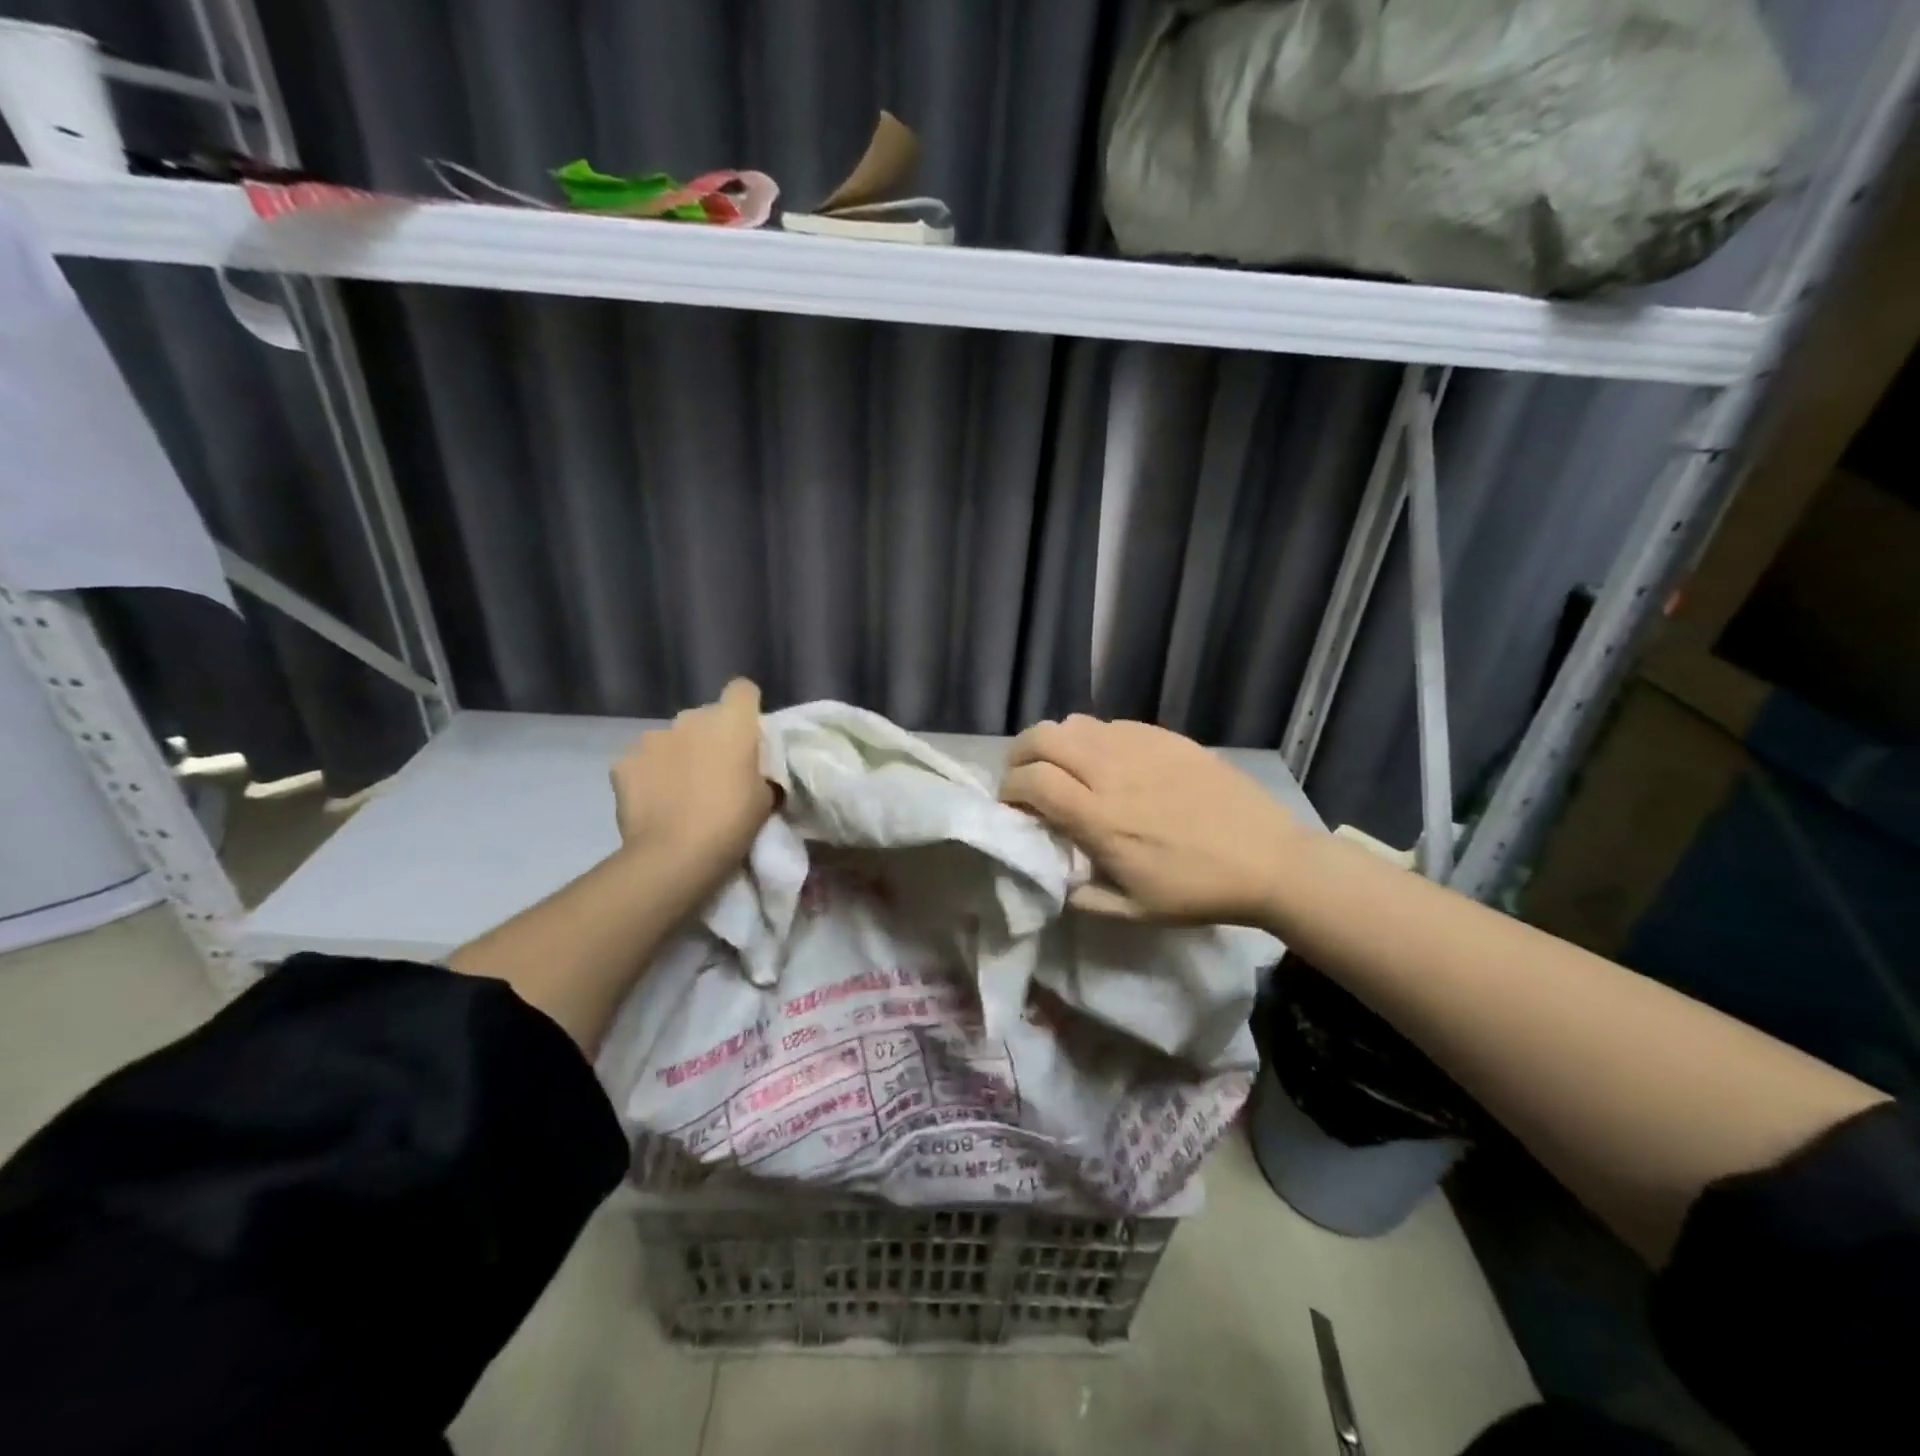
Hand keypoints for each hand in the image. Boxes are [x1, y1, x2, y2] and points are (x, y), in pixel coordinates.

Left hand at [611, 679, 774, 881]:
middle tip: (715, 773)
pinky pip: (641, 762)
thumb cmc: (732, 823)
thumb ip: (759, 773)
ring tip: (679, 792)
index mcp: (731, 722)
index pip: (742, 690)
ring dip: (677, 756)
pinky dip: (648, 777)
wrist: (675, 856)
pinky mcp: (623, 762)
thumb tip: (752, 773)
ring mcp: (652, 738)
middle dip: (710, 737)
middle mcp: (690, 719)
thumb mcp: (765, 798)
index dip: (746, 708)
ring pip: (671, 739)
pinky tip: (653, 803)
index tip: (748, 736)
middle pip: (705, 717)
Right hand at [1000, 715, 1303, 924]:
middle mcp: (1111, 771)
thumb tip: (1050, 876)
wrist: (1268, 859)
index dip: (1009, 789)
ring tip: (1063, 767)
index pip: (1031, 781)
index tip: (1013, 806)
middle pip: (1042, 737)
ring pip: (1074, 723)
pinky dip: (1093, 739)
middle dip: (1020, 755)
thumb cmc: (1198, 890)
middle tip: (1025, 777)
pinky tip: (1107, 762)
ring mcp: (1139, 747)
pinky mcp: (1164, 737)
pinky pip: (1111, 724)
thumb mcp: (1132, 911)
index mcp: (1099, 817)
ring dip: (1055, 743)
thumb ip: (1081, 895)